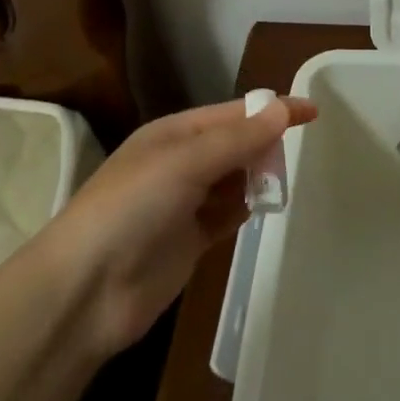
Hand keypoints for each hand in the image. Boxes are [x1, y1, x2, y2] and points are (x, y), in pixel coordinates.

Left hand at [40, 95, 315, 356]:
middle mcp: (180, 163)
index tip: (312, 111)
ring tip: (284, 182)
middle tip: (298, 153)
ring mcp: (184, 203)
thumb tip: (282, 109)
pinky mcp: (190, 241)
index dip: (271, 110)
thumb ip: (237, 140)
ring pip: (235, 179)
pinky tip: (265, 207)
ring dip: (258, 176)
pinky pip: (228, 213)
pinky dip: (247, 207)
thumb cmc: (133, 209)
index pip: (233, 113)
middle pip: (235, 144)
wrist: (86, 291)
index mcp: (173, 134)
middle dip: (265, 144)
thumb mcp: (185, 163)